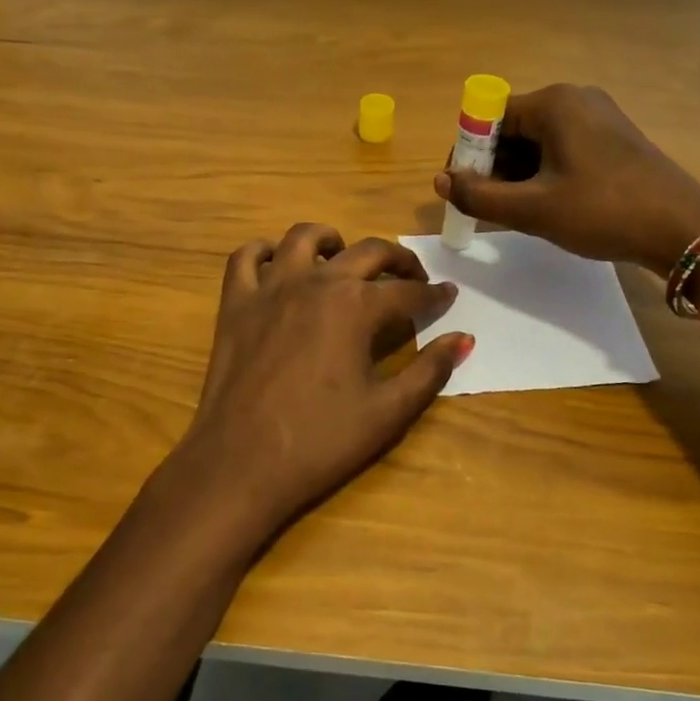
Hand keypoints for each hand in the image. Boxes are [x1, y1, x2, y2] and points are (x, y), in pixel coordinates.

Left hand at [168, 224, 471, 545]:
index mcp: (357, 307)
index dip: (434, 294)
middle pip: (367, 252)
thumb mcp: (388, 412)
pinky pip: (246, 257)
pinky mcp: (235, 302)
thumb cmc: (320, 441)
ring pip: (304, 237)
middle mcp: (316, 282)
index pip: (408, 291)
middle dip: (397, 260)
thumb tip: (464, 339)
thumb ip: (430, 370)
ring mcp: (270, 287)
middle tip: (410, 277)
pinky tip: (278, 265)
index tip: (448, 296)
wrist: (241, 463)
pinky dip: (264, 251)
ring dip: (332, 240)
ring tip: (343, 258)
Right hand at [435, 83, 699, 275]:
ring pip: (537, 142)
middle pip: (513, 129)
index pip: (489, 118)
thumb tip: (441, 182)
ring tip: (517, 214)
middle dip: (493, 168)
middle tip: (488, 208)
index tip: (461, 189)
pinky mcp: (613, 139)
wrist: (684, 229)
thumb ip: (479, 196)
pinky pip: (562, 149)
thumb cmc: (603, 211)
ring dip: (518, 175)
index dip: (467, 153)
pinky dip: (544, 174)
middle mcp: (575, 99)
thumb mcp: (532, 210)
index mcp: (554, 103)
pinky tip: (547, 207)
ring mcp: (598, 117)